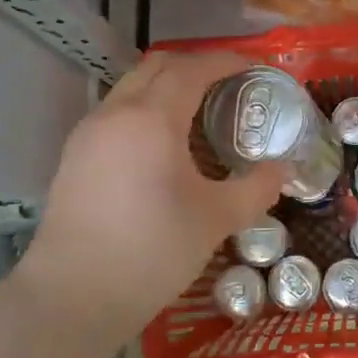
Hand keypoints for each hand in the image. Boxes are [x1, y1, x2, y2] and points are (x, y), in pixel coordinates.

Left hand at [16, 52, 280, 342]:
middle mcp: (116, 113)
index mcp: (152, 118)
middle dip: (197, 65)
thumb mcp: (217, 219)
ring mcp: (89, 133)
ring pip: (132, 87)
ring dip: (168, 85)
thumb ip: (257, 188)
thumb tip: (282, 169)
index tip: (256, 67)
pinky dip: (146, 108)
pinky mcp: (75, 157)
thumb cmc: (153, 251)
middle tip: (231, 84)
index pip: (193, 69)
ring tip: (200, 111)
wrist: (74, 296)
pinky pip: (117, 112)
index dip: (227, 61)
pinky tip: (164, 143)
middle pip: (158, 66)